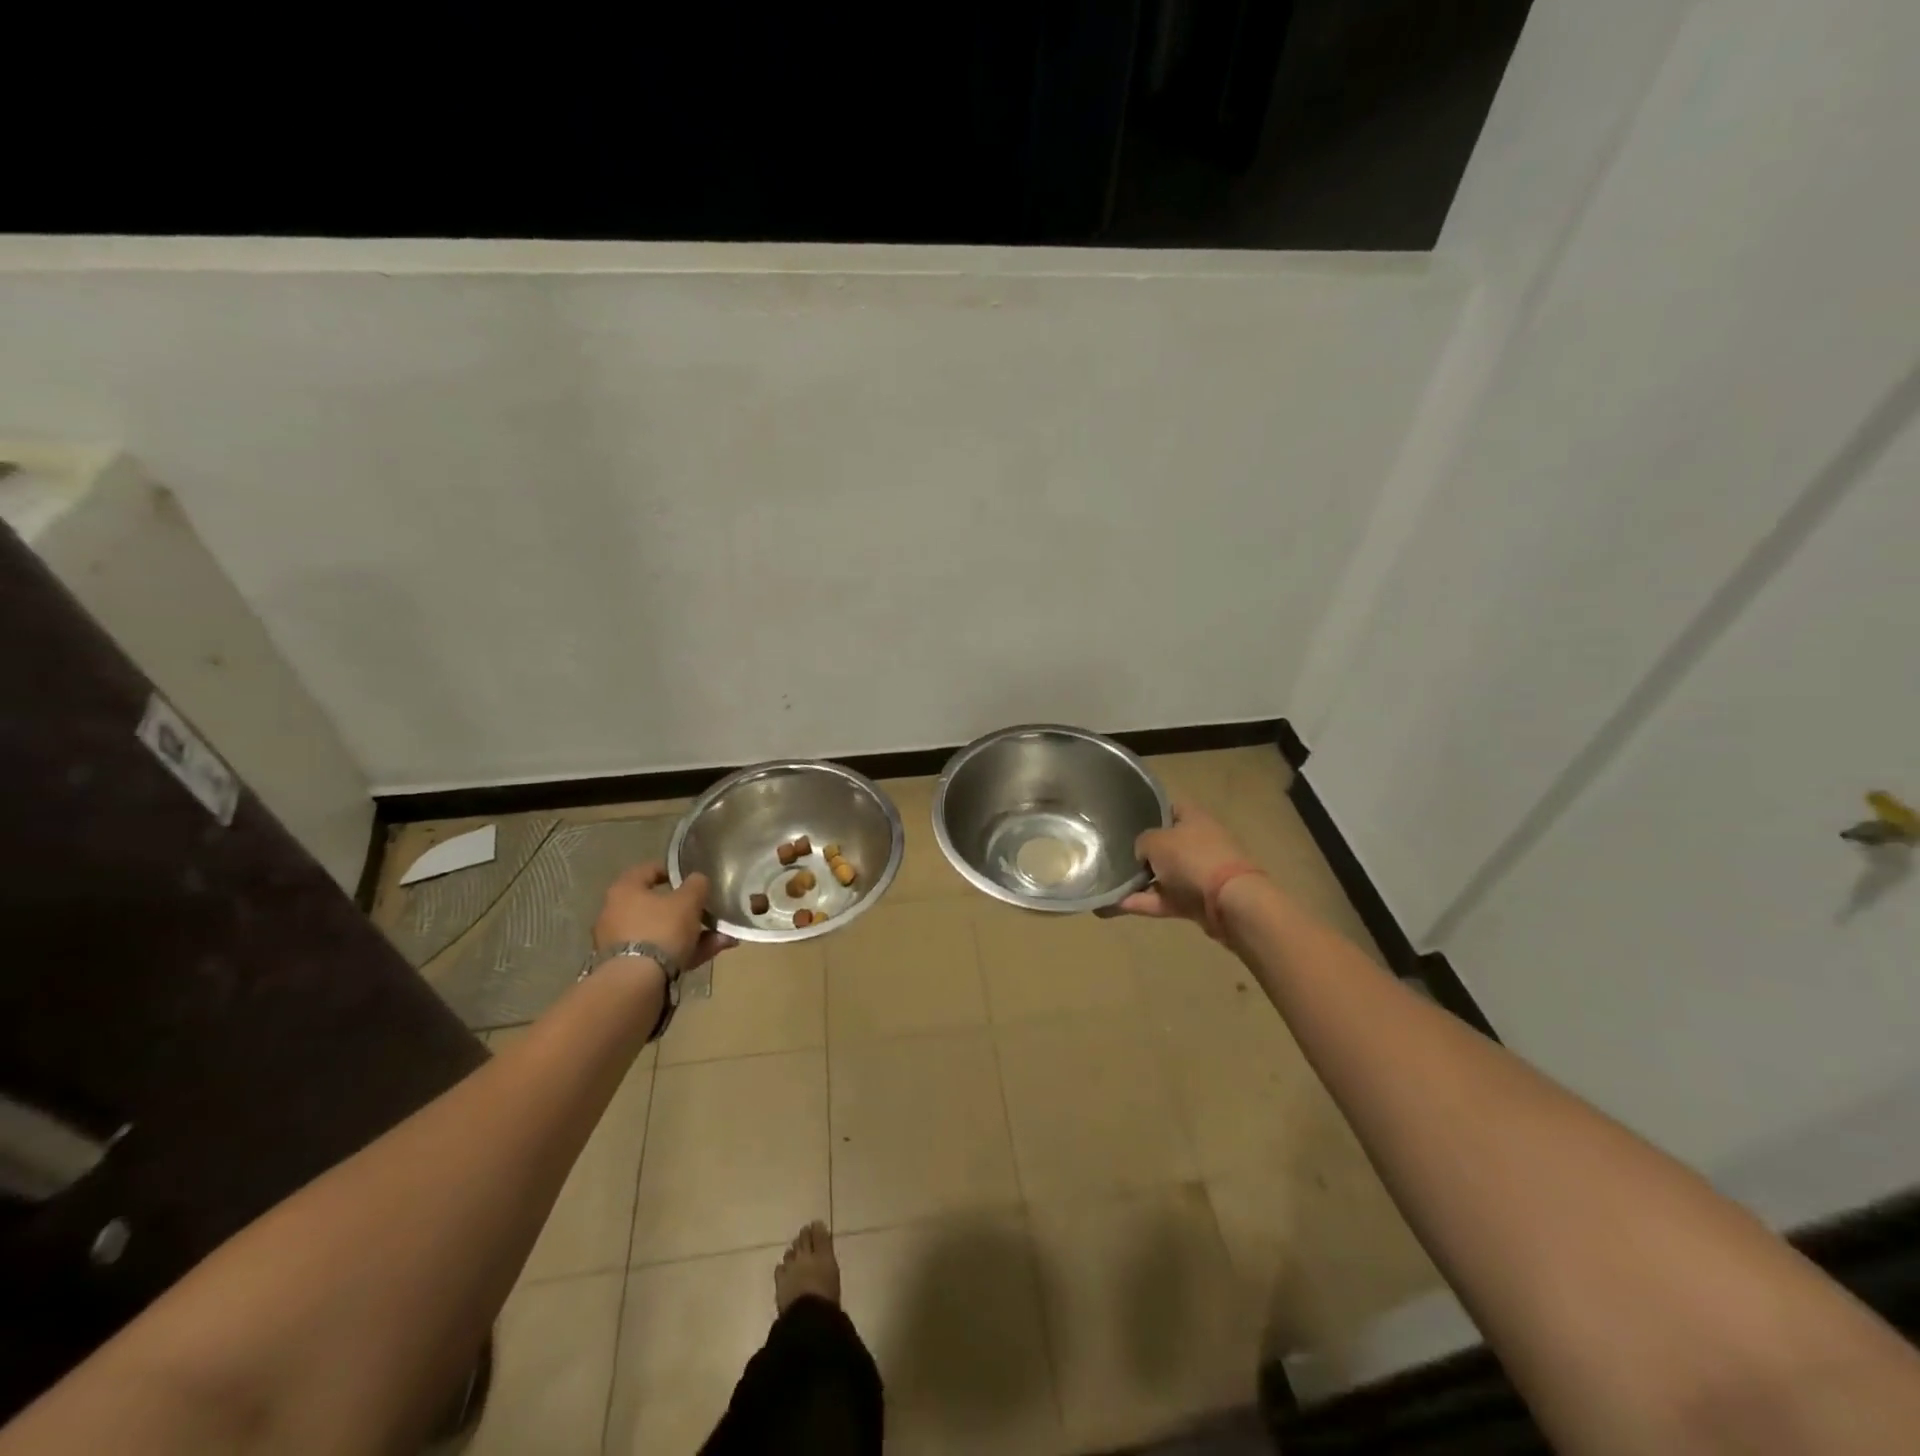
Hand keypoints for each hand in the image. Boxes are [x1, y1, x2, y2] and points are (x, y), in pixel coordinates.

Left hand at [593, 862, 734, 969]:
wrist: (636, 983)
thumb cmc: (661, 929)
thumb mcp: (688, 901)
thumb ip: (697, 885)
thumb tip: (698, 880)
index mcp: (624, 890)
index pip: (648, 870)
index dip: (672, 870)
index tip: (692, 876)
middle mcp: (616, 914)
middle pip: (658, 906)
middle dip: (689, 910)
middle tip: (710, 911)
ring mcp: (621, 943)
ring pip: (663, 932)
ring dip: (693, 933)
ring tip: (722, 937)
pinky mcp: (629, 967)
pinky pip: (662, 953)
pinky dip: (685, 952)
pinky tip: (712, 952)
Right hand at [1112, 801, 1253, 927]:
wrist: (1229, 902)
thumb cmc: (1191, 858)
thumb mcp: (1155, 841)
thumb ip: (1142, 842)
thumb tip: (1142, 853)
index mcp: (1194, 818)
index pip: (1169, 808)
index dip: (1149, 812)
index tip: (1126, 822)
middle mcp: (1198, 842)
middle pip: (1164, 845)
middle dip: (1141, 852)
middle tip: (1113, 855)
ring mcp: (1198, 873)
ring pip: (1162, 875)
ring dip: (1138, 882)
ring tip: (1107, 886)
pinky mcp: (1195, 901)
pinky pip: (1163, 899)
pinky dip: (1142, 902)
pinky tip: (1115, 905)